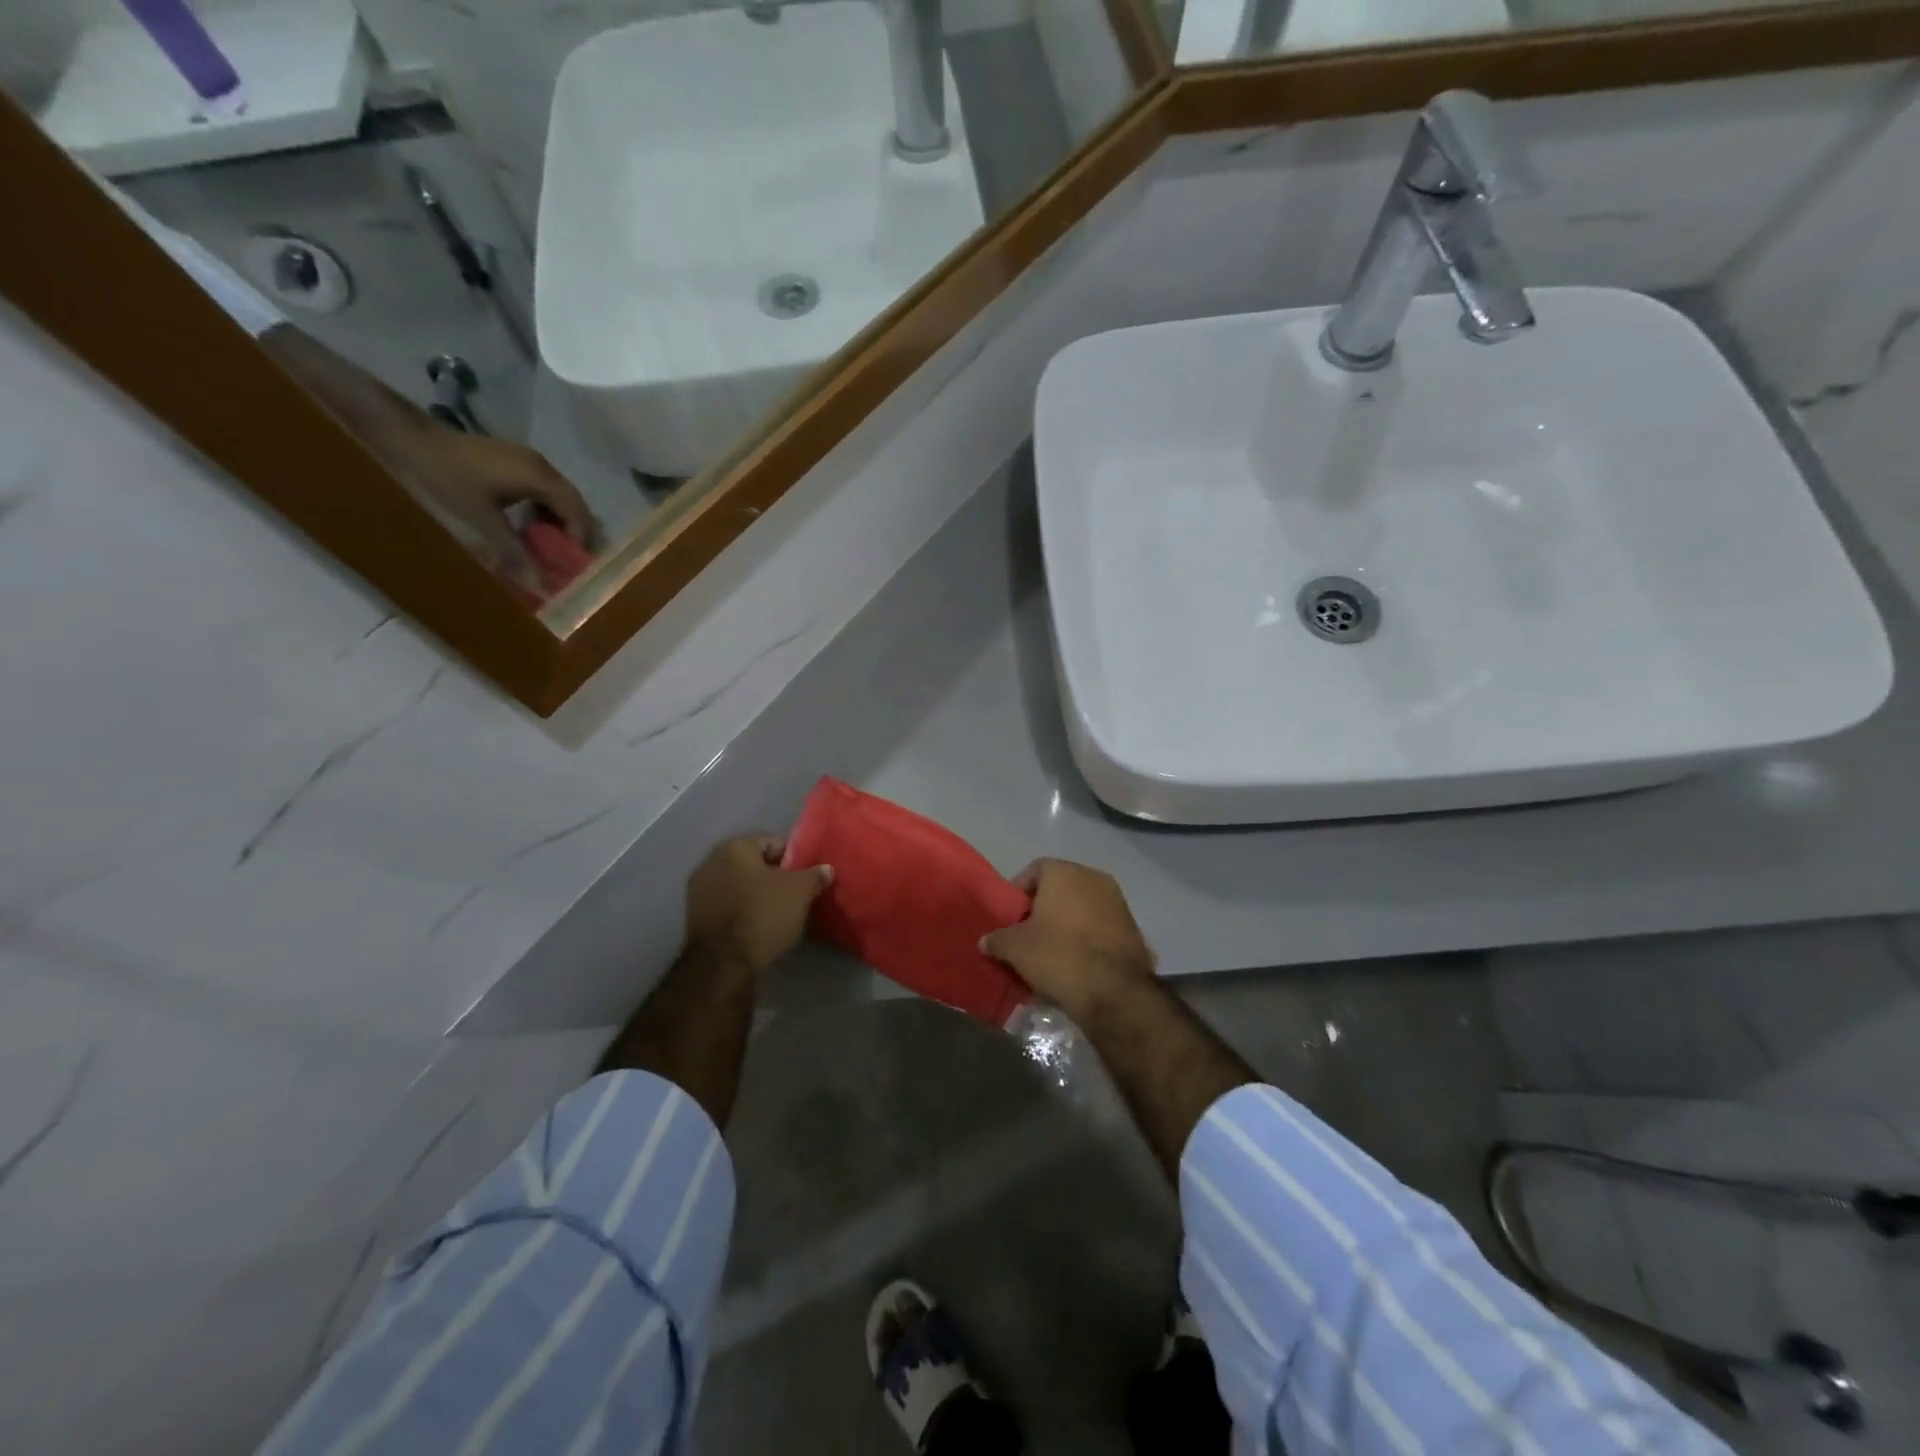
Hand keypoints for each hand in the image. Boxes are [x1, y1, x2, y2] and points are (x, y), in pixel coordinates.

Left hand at [402, 430, 601, 595]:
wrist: (403, 436)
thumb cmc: (445, 478)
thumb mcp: (480, 521)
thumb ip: (513, 554)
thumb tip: (541, 588)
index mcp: (540, 478)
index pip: (578, 513)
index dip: (581, 541)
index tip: (574, 568)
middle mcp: (541, 466)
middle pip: (573, 504)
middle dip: (574, 534)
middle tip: (567, 562)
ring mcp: (526, 460)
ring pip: (558, 498)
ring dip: (559, 524)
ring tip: (549, 549)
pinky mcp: (511, 461)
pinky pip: (541, 491)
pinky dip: (543, 512)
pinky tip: (528, 527)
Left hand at [685, 836, 832, 973]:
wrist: (722, 962)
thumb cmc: (763, 914)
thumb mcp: (800, 892)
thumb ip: (814, 875)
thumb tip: (826, 869)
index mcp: (735, 847)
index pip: (772, 842)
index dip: (793, 859)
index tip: (806, 877)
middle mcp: (711, 861)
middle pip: (753, 863)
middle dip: (773, 876)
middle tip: (794, 894)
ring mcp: (698, 889)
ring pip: (738, 884)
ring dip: (755, 893)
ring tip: (776, 911)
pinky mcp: (693, 915)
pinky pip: (726, 903)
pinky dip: (741, 909)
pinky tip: (756, 924)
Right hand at [981, 858, 1154, 1018]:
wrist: (1114, 990)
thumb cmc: (1058, 955)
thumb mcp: (1015, 948)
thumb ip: (997, 939)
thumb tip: (986, 941)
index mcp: (1064, 872)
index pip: (1035, 870)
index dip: (1019, 892)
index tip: (1011, 916)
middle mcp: (1094, 877)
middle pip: (1060, 888)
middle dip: (1044, 908)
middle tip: (1028, 934)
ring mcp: (1118, 901)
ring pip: (1083, 907)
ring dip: (1067, 923)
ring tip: (1052, 952)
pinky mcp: (1133, 927)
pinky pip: (1101, 926)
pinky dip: (1088, 938)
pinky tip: (1077, 962)